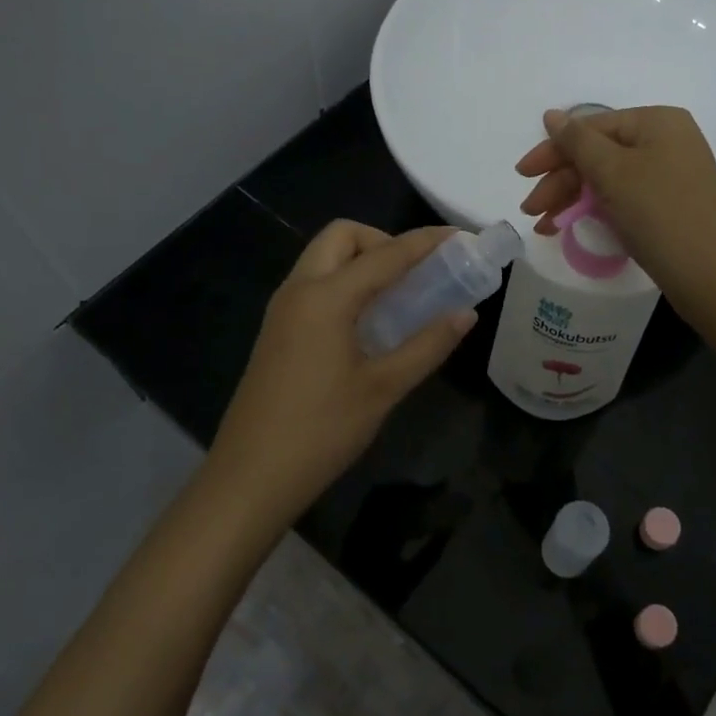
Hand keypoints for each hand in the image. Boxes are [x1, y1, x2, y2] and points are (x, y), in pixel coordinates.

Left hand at [207, 221, 475, 524]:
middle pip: (343, 237)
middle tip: (417, 273)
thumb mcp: (383, 388)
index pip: (385, 254)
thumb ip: (428, 345)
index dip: (426, 242)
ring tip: (401, 295)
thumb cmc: (321, 431)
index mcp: (325, 297)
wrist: (250, 478)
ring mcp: (283, 309)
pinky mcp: (277, 330)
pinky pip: (315, 284)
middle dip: (384, 241)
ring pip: (325, 259)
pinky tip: (370, 321)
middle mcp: (299, 290)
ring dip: (363, 261)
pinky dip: (346, 283)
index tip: (461, 237)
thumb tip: (466, 314)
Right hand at [515, 106, 715, 306]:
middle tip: (531, 209)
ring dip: (572, 199)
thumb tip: (551, 115)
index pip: (592, 127)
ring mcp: (671, 174)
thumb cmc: (658, 213)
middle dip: (560, 181)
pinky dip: (596, 210)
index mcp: (657, 122)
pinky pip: (624, 197)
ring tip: (543, 226)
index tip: (522, 174)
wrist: (710, 275)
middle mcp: (667, 141)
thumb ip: (577, 141)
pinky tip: (570, 227)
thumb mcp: (612, 172)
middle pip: (599, 154)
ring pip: (608, 179)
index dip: (553, 150)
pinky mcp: (671, 205)